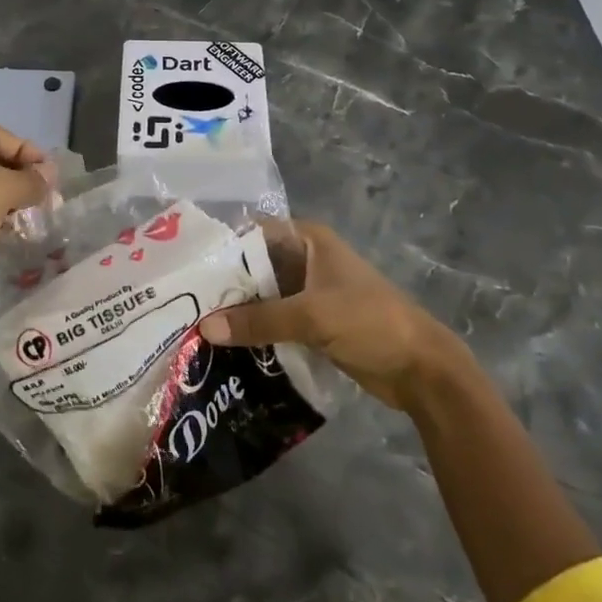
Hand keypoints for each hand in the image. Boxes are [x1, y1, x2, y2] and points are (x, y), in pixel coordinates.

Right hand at [199, 220, 463, 411]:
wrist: (422, 369)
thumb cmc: (370, 322)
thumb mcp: (312, 316)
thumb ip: (259, 320)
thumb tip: (205, 328)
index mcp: (308, 240)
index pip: (252, 233)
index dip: (220, 247)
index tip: (185, 266)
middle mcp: (304, 259)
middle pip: (253, 267)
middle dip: (223, 284)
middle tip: (180, 301)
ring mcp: (308, 292)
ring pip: (262, 296)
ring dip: (237, 311)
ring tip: (192, 324)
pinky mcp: (312, 322)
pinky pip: (273, 320)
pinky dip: (253, 330)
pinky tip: (224, 345)